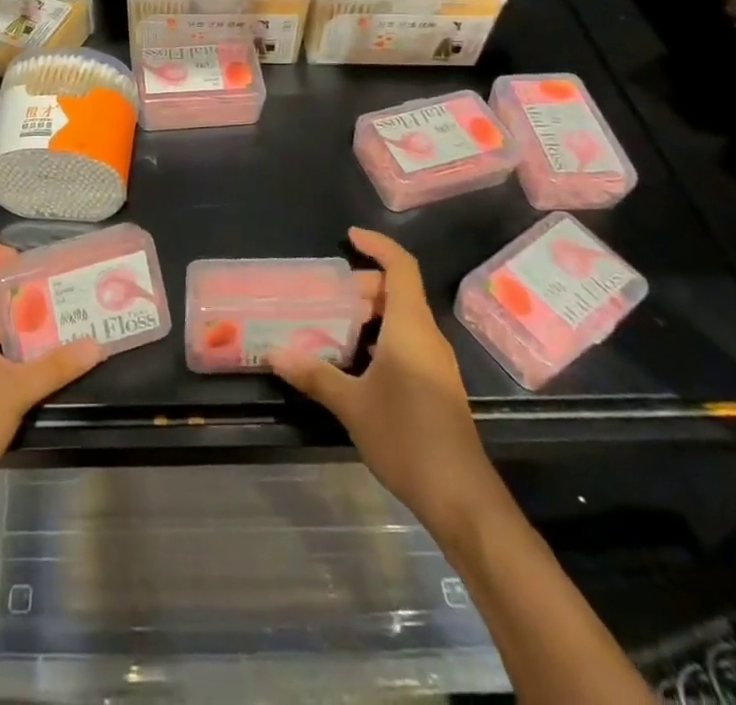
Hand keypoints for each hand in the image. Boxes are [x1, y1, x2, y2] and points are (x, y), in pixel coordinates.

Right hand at [268, 227, 502, 535]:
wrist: (461, 498)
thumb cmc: (407, 438)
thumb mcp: (352, 405)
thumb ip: (314, 374)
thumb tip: (274, 352)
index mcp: (411, 327)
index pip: (401, 267)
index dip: (378, 245)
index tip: (349, 236)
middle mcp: (427, 336)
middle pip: (399, 291)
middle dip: (364, 284)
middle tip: (327, 294)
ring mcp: (436, 363)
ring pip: (403, 318)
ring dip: (371, 313)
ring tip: (333, 323)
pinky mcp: (436, 385)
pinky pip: (407, 342)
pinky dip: (381, 337)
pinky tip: (355, 360)